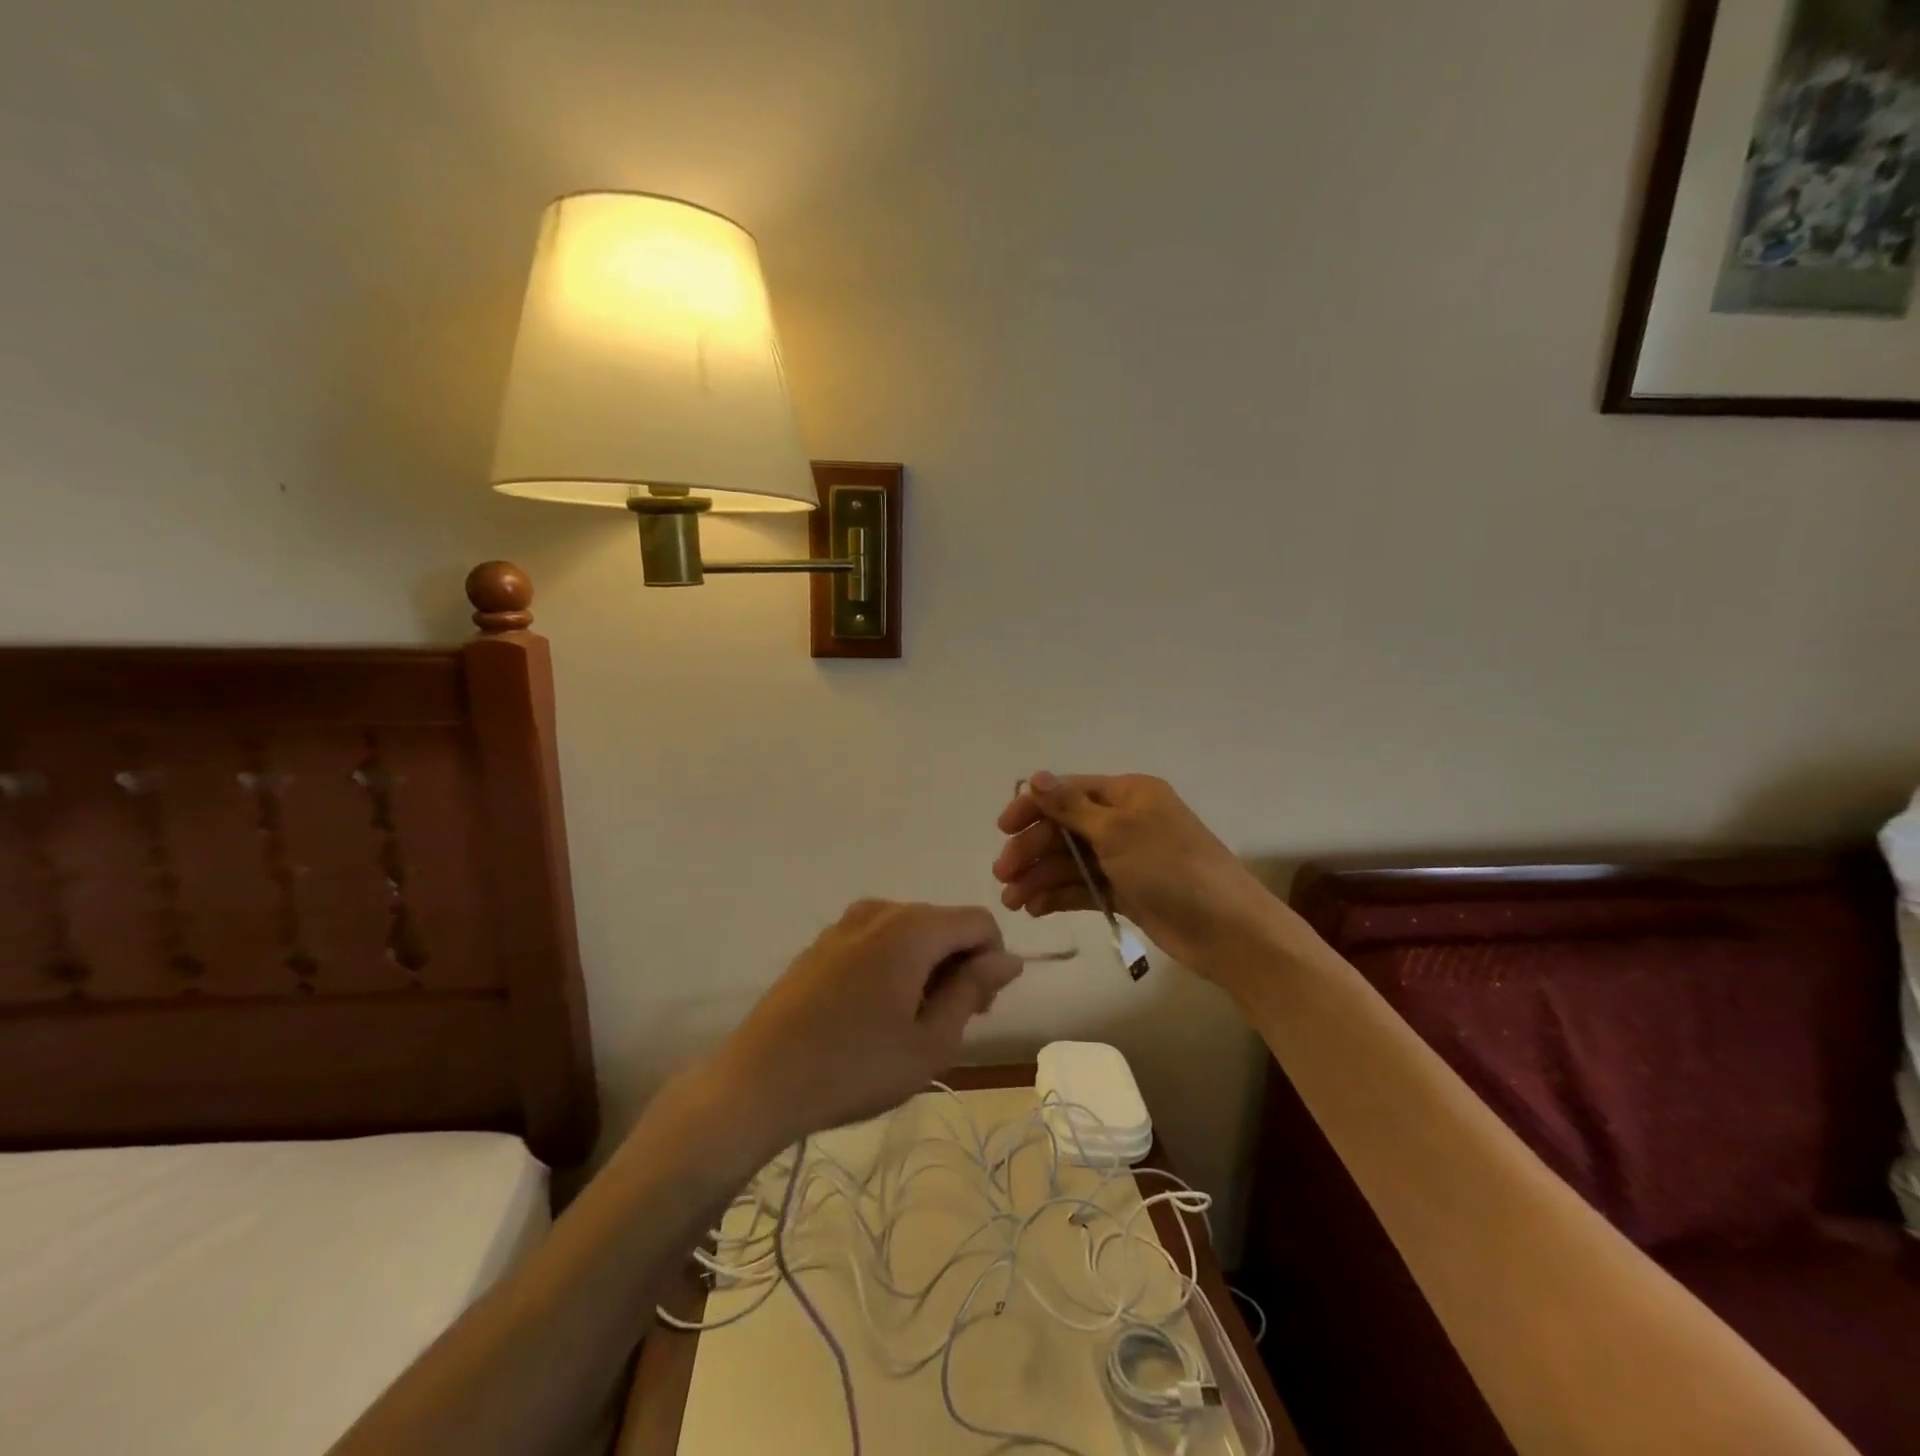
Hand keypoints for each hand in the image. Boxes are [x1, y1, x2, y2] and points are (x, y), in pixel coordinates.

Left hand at [713, 901, 1022, 1151]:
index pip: (979, 922)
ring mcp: (845, 924)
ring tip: (908, 1024)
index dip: (992, 961)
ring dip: (926, 966)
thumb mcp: (931, 1041)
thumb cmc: (855, 1067)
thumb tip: (1008, 958)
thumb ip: (973, 989)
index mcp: (913, 927)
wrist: (759, 1081)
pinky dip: (892, 965)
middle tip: (946, 1024)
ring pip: (910, 932)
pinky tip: (871, 1014)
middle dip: (958, 964)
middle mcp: (880, 911)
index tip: (978, 1009)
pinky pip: (877, 940)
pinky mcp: (821, 943)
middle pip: (943, 923)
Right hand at [992, 772, 1269, 971]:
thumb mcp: (1116, 830)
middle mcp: (1125, 821)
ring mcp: (1126, 858)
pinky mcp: (1127, 892)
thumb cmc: (1169, 867)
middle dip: (1032, 850)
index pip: (1068, 791)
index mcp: (1127, 794)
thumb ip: (1070, 806)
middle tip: (1003, 876)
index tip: (1003, 829)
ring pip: (1071, 861)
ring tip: (1013, 902)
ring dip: (1040, 877)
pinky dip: (1059, 895)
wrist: (1225, 928)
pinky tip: (1035, 909)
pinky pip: (1084, 887)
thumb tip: (1035, 775)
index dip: (1033, 807)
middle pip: (1065, 828)